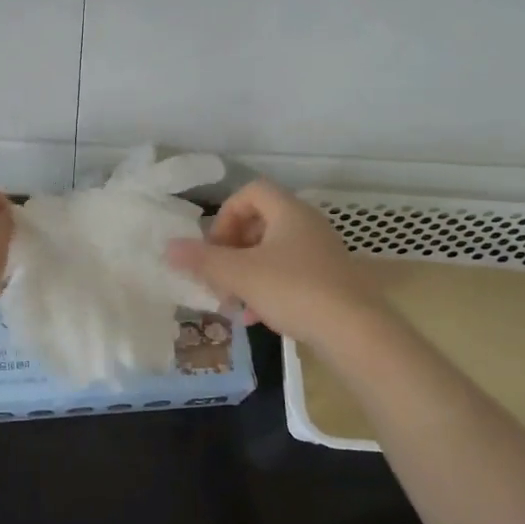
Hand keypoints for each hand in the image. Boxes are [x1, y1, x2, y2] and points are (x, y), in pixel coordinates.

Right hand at [165, 179, 379, 347]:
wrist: (356, 332)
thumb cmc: (294, 290)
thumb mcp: (240, 275)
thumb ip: (202, 260)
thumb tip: (168, 247)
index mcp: (289, 211)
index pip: (251, 192)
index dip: (225, 214)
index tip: (214, 246)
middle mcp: (308, 225)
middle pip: (260, 223)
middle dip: (232, 250)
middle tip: (218, 276)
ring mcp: (322, 253)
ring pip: (273, 253)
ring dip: (247, 273)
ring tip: (233, 302)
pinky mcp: (331, 281)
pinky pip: (290, 275)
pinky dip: (268, 289)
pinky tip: (256, 319)